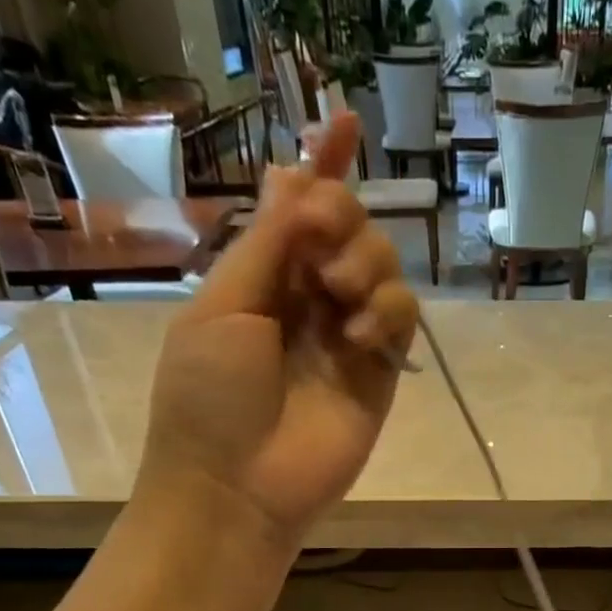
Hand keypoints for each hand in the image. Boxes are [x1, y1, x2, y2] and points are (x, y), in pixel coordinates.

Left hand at [134, 113, 418, 542]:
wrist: (238, 487)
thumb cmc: (210, 396)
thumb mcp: (225, 305)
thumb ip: (270, 245)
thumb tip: (298, 179)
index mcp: (260, 278)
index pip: (298, 210)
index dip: (321, 167)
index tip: (345, 123)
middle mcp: (307, 300)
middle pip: (349, 228)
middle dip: (341, 218)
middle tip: (320, 246)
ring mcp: (346, 338)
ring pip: (382, 267)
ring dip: (366, 263)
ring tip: (340, 301)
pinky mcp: (379, 374)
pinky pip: (401, 319)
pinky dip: (388, 311)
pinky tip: (359, 335)